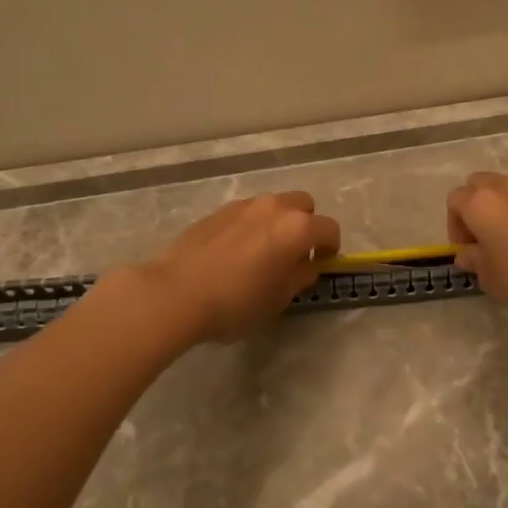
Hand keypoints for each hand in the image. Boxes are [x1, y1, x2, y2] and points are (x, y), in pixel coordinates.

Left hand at [136, 191, 340, 342]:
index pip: (329, 229)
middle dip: (306, 225)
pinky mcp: (218, 211)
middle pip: (303, 205)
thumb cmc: (236, 302)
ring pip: (273, 205)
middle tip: (294, 253)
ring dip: (278, 222)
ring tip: (263, 252)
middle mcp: (274, 207)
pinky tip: (237, 252)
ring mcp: (244, 205)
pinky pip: (248, 212)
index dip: (330, 247)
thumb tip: (306, 263)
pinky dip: (252, 225)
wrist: (176, 293)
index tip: (321, 263)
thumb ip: (300, 276)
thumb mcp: (279, 299)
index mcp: (297, 228)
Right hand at [447, 172, 507, 326]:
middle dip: (476, 208)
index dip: (455, 226)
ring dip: (504, 207)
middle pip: (479, 185)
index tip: (468, 251)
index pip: (455, 201)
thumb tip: (469, 253)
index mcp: (482, 203)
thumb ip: (474, 261)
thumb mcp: (492, 280)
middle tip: (486, 240)